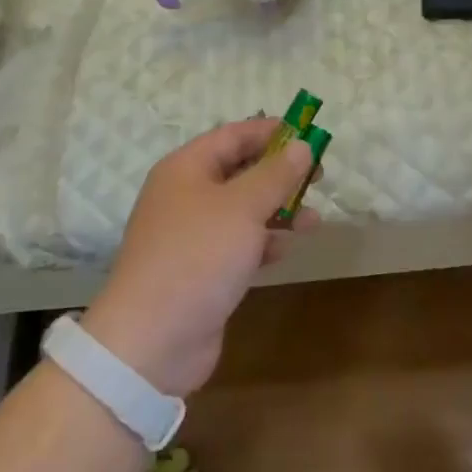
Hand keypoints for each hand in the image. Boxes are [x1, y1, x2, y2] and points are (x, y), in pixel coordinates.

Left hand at [82, 117, 314, 397]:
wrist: (152, 339)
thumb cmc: (197, 256)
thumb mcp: (242, 207)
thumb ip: (275, 175)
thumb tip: (301, 146)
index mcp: (186, 169)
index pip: (233, 135)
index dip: (271, 132)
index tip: (310, 134)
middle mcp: (186, 195)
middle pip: (240, 171)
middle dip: (280, 174)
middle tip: (319, 178)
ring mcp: (192, 235)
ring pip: (243, 210)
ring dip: (278, 211)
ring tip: (313, 221)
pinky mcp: (201, 269)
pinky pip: (238, 243)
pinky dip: (263, 243)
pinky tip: (284, 251)